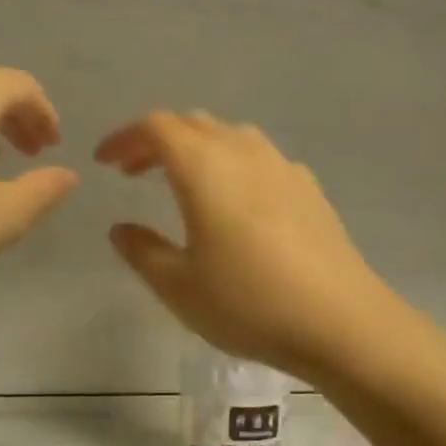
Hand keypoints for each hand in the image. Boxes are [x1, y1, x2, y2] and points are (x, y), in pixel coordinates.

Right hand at [95, 111, 397, 380]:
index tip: (104, 161)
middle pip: (193, 124)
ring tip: (182, 182)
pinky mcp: (309, 187)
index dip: (125, 137)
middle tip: (134, 171)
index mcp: (205, 167)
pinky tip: (236, 202)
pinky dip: (232, 164)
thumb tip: (121, 229)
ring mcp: (282, 166)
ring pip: (229, 136)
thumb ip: (142, 251)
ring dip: (197, 149)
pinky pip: (259, 158)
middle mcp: (244, 151)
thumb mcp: (179, 286)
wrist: (341, 322)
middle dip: (157, 140)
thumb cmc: (249, 303)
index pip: (156, 128)